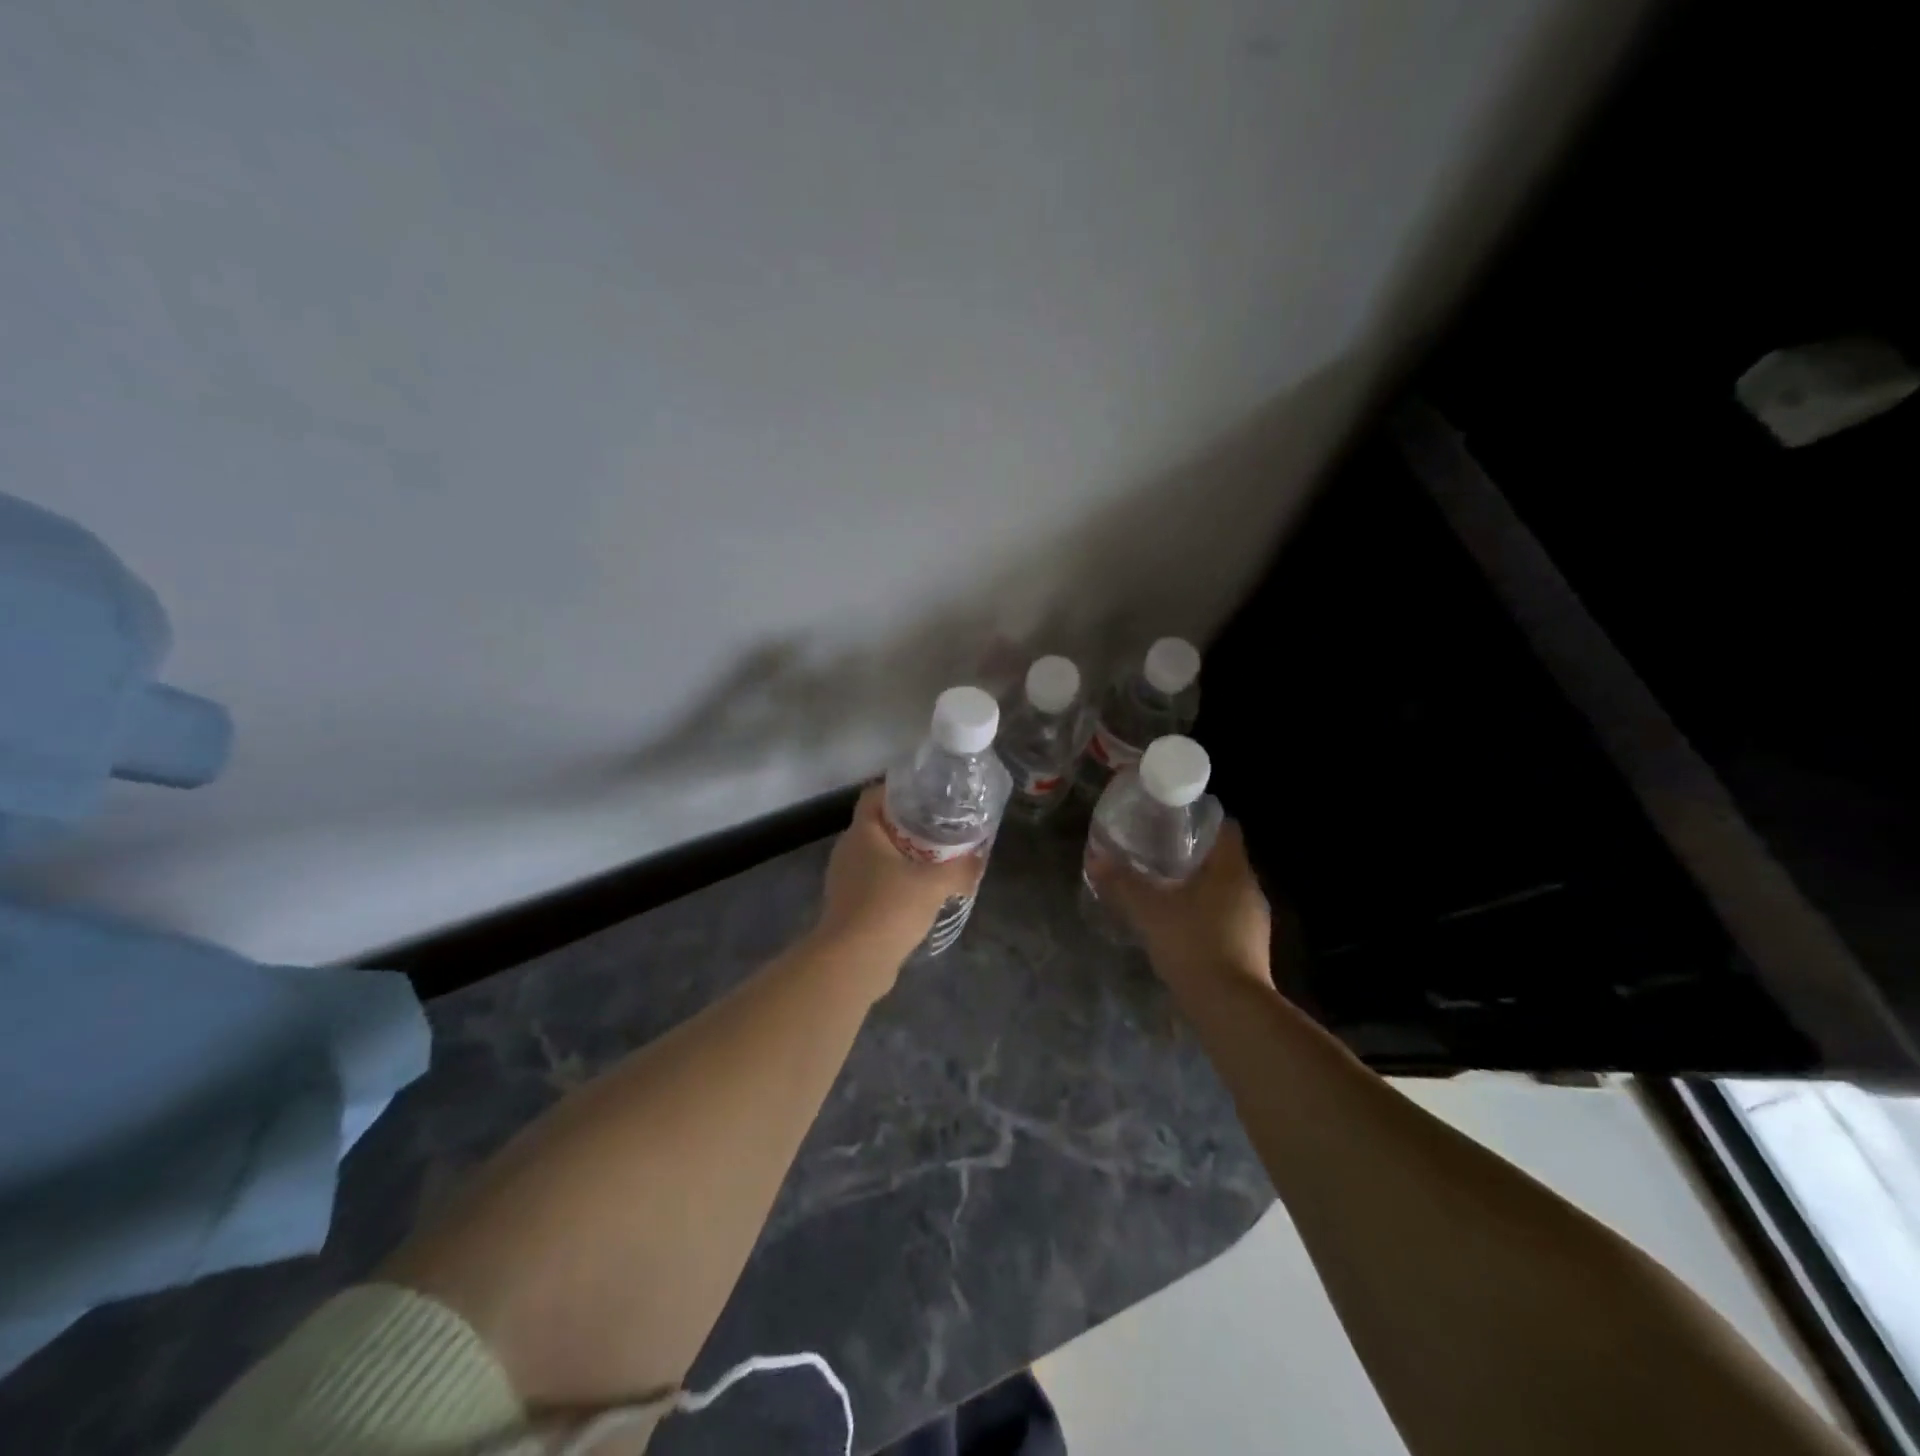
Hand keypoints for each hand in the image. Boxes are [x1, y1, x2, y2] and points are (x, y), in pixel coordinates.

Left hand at [814, 785, 984, 973]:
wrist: (852, 963)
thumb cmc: (889, 908)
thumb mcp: (935, 884)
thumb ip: (961, 867)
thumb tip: (979, 857)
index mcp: (862, 833)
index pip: (874, 796)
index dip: (898, 790)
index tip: (927, 795)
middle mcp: (848, 851)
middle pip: (878, 826)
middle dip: (908, 825)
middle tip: (940, 827)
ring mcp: (845, 880)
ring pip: (877, 856)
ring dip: (903, 856)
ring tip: (936, 860)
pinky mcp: (849, 906)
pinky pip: (875, 883)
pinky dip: (895, 882)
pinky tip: (920, 894)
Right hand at [1089, 820, 1274, 990]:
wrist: (1231, 1008)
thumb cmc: (1193, 944)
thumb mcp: (1148, 910)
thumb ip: (1122, 882)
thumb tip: (1095, 857)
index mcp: (1231, 869)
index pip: (1225, 827)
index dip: (1200, 820)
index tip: (1172, 823)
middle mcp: (1250, 889)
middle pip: (1223, 859)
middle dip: (1193, 855)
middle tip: (1158, 854)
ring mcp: (1255, 921)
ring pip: (1225, 890)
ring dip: (1200, 887)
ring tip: (1165, 890)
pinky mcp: (1252, 948)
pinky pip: (1227, 918)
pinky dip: (1206, 915)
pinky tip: (1181, 927)